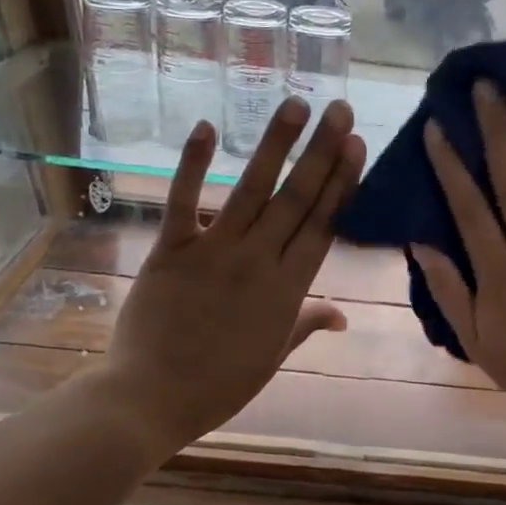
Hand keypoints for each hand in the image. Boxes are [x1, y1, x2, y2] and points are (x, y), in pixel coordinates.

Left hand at [100, 96, 365, 453]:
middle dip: (321, 151)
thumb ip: (307, 324)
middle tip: (339, 110)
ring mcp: (214, 251)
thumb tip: (343, 316)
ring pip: (251, 189)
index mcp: (287, 289)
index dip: (342, 182)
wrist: (149, 400)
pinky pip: (182, 200)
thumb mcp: (273, 357)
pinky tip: (208, 126)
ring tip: (296, 104)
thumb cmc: (219, 385)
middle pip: (297, 198)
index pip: (323, 225)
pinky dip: (192, 163)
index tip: (355, 146)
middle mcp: (258, 261)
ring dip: (276, 145)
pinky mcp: (171, 250)